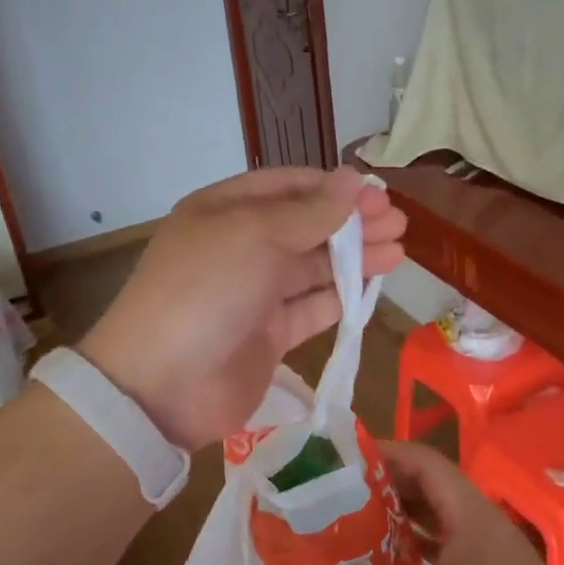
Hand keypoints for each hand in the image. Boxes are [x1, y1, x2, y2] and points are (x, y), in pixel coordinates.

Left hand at [78, 167, 405, 450]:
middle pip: (304, 227)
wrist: (163, 384)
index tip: (374, 193)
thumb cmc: (206, 289)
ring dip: (355, 258)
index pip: (285, 187)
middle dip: (350, 223)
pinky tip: (375, 287)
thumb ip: (309, 212)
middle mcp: (239, 248)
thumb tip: (352, 180)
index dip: (330, 187)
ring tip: (399, 251)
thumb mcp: (255, 236)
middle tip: (398, 222)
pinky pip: (312, 308)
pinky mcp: (269, 336)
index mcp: (224, 212)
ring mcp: (254, 294)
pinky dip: (342, 297)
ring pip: (313, 268)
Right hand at [320, 442, 563, 564]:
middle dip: (381, 492)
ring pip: (434, 524)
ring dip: (396, 527)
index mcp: (467, 511)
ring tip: (351, 537)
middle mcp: (478, 523)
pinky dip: (415, 559)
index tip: (340, 465)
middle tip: (335, 504)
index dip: (382, 454)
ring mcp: (488, 555)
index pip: (421, 460)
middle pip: (425, 489)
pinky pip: (445, 556)